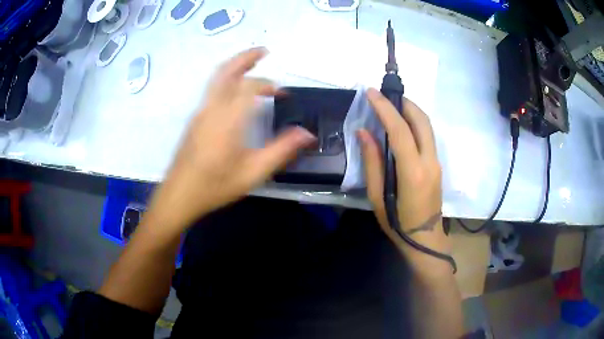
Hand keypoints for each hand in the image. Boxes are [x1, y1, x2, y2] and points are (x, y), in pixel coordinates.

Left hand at [148, 48, 314, 230]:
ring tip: (252, 64)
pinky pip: (211, 89)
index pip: (250, 87)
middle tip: (264, 51)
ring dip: (235, 66)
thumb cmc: (215, 185)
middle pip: (227, 71)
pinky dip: (226, 80)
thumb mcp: (253, 172)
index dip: (268, 85)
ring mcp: (200, 112)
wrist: (179, 195)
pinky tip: (235, 91)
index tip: (282, 94)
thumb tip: (307, 134)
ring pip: (216, 78)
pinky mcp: (194, 119)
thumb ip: (281, 150)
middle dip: (246, 57)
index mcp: (228, 119)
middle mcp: (212, 108)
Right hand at [358, 88, 449, 255]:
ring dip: (411, 110)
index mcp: (412, 172)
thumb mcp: (378, 196)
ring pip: (427, 126)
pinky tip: (403, 124)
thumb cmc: (397, 222)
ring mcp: (437, 162)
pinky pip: (428, 136)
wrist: (425, 238)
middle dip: (404, 102)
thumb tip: (364, 132)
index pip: (400, 130)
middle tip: (385, 95)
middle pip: (421, 121)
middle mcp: (429, 161)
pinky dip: (415, 123)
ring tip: (392, 105)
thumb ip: (372, 162)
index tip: (371, 93)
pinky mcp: (438, 164)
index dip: (385, 108)